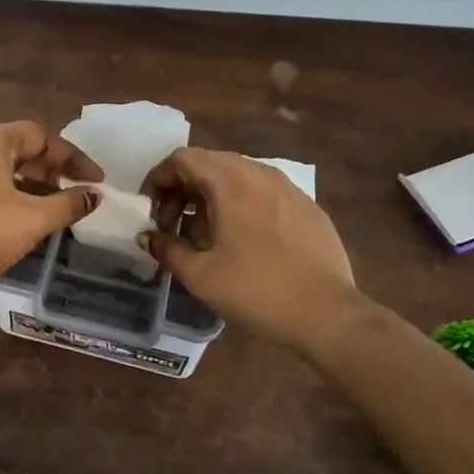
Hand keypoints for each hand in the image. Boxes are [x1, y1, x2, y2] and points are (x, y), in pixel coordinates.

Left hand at [0, 122, 103, 300]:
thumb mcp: (34, 217)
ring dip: (34, 187)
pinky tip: (28, 223)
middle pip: (20, 150)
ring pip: (3, 172)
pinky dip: (13, 200)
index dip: (73, 156)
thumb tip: (95, 195)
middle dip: (53, 170)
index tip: (96, 180)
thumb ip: (68, 204)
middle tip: (77, 192)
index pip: (40, 135)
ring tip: (58, 209)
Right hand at [141, 148, 359, 349]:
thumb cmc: (255, 290)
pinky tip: (243, 244)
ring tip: (204, 238)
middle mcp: (260, 173)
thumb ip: (166, 248)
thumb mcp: (200, 274)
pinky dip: (241, 206)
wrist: (327, 314)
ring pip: (238, 178)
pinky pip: (264, 194)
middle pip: (210, 164)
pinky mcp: (308, 207)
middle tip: (172, 226)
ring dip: (211, 199)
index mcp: (230, 181)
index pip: (183, 158)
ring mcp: (289, 188)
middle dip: (182, 190)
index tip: (150, 211)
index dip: (158, 179)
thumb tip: (146, 237)